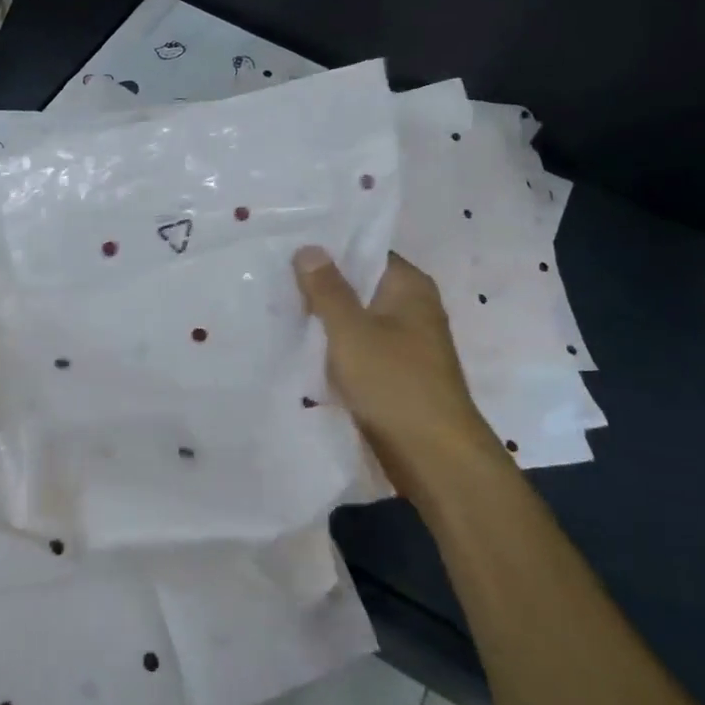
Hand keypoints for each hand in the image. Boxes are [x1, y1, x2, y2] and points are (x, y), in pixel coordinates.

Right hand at [293, 247, 501, 507]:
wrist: (434, 458)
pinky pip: (358, 349)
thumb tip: (309, 248)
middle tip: (271, 277)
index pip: (366, 251)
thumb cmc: (395, 384)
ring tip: (277, 308)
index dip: (328, 249)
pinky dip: (334, 348)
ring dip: (324, 320)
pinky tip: (299, 347)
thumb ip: (327, 289)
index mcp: (409, 287)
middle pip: (359, 285)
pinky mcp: (395, 374)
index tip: (287, 246)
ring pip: (356, 320)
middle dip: (320, 286)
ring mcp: (405, 343)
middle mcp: (411, 308)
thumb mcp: (351, 331)